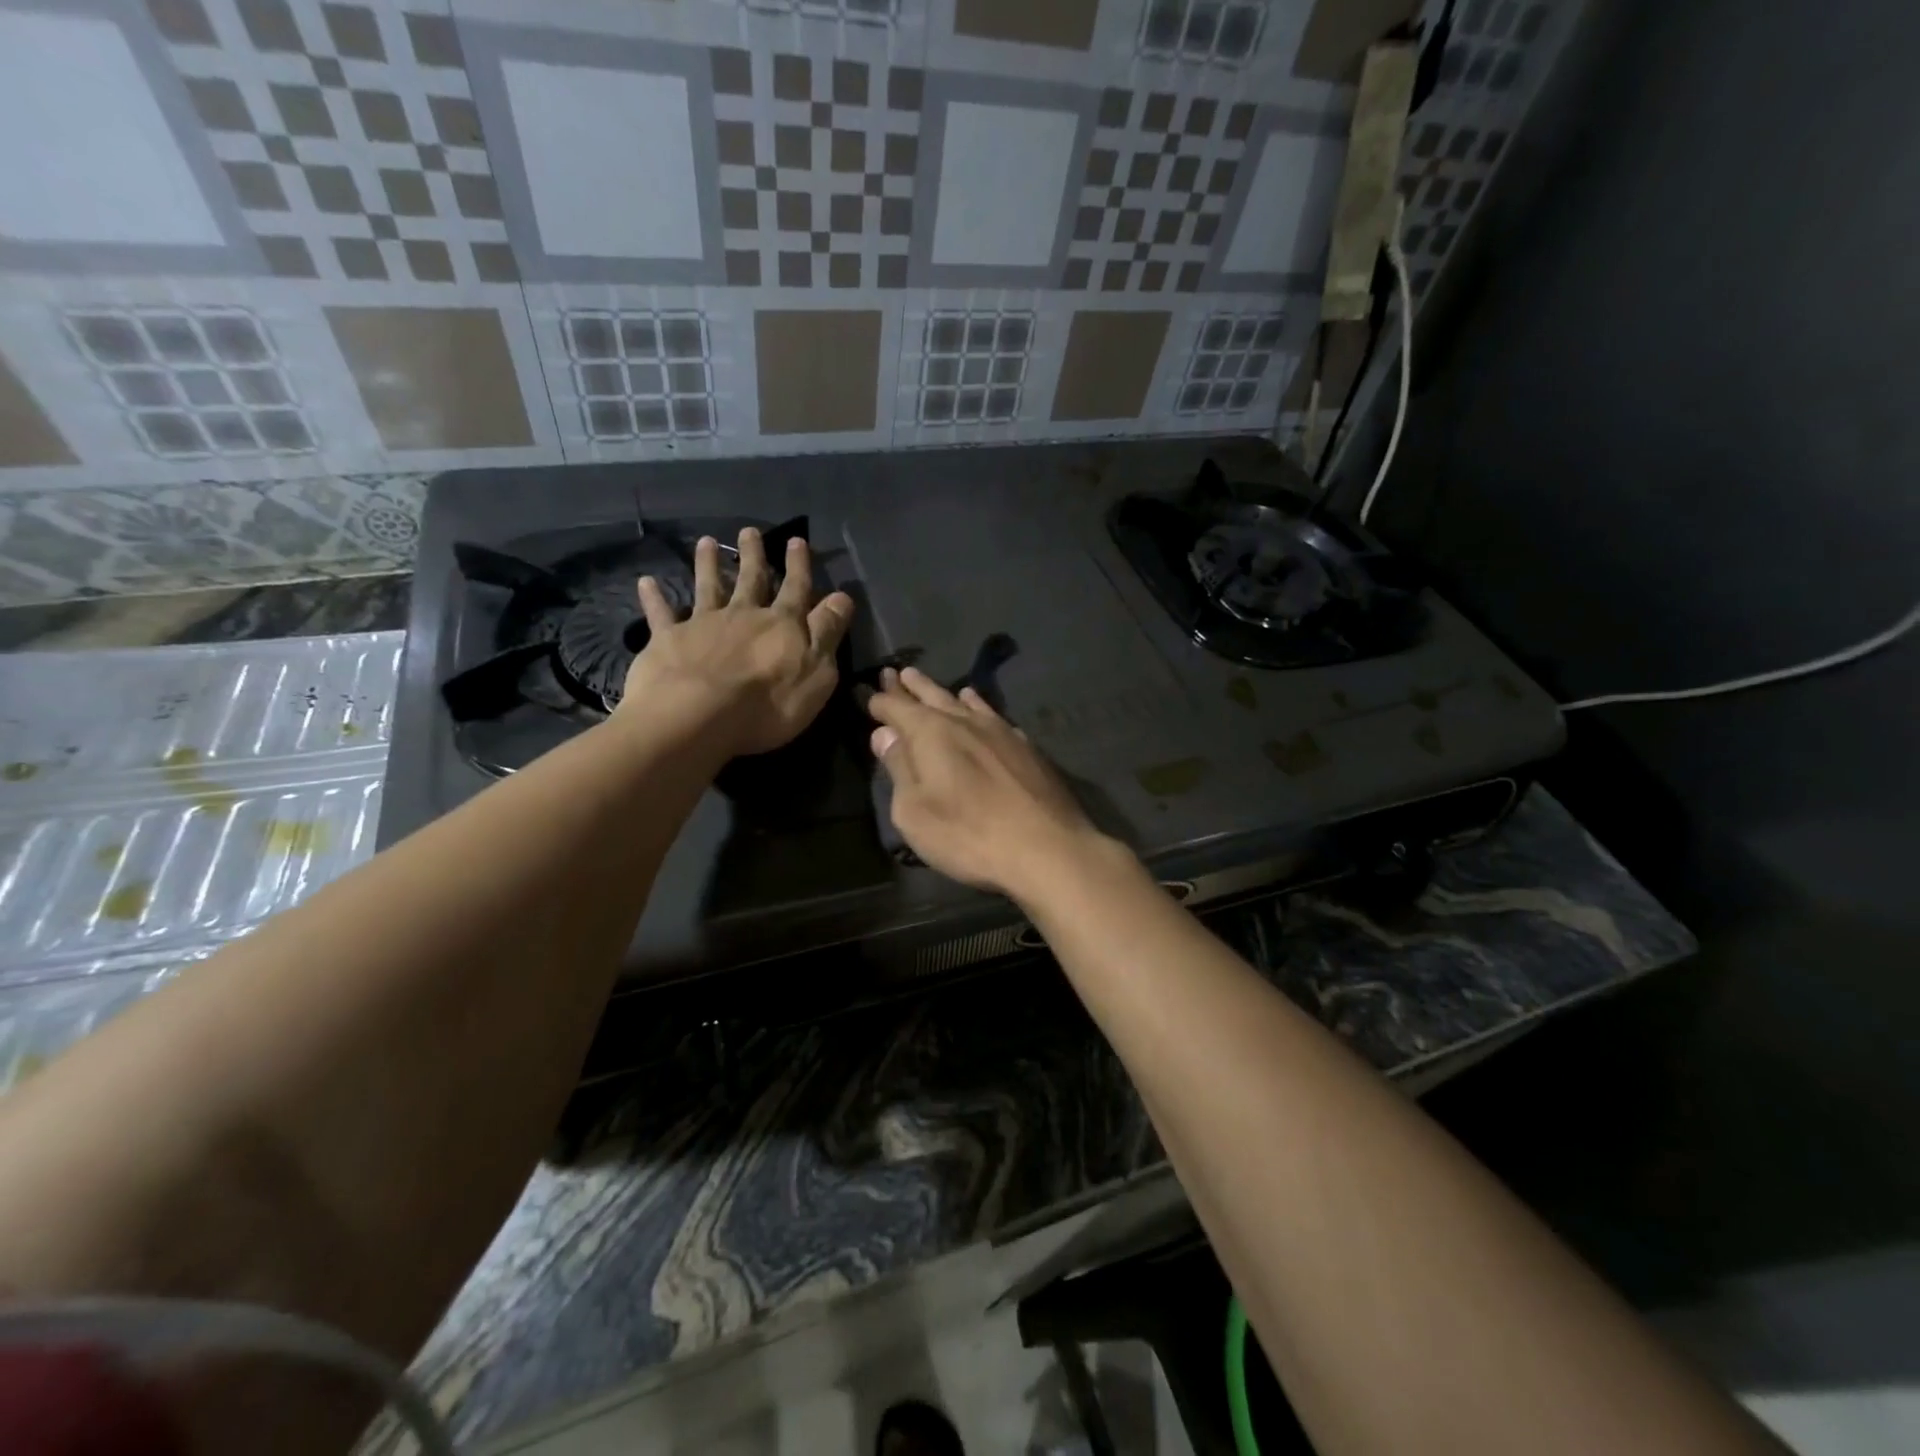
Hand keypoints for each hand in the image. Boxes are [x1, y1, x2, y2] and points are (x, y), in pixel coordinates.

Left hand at [620, 528, 853, 757]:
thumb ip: (827, 632)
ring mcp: (703, 624)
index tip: (796, 541)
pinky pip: (661, 614)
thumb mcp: (817, 672)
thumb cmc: (769, 703)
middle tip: (750, 532)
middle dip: (753, 556)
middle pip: (750, 580)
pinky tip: (646, 582)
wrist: (699, 715)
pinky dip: (654, 597)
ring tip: (705, 542)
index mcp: (782, 624)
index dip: (799, 566)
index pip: (796, 589)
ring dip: (707, 564)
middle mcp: (743, 615)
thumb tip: (842, 597)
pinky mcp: (668, 640)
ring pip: (708, 587)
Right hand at [865, 667, 1109, 894]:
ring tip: (936, 686)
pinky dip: (980, 708)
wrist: (1047, 848)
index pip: (897, 708)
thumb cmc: (968, 835)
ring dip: (946, 693)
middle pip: (933, 697)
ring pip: (967, 703)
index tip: (868, 693)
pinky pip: (994, 716)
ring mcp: (1001, 732)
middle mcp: (965, 722)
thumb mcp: (915, 812)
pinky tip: (980, 709)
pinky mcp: (1026, 748)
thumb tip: (884, 734)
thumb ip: (899, 768)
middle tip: (898, 673)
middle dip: (912, 687)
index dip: (881, 701)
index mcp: (931, 733)